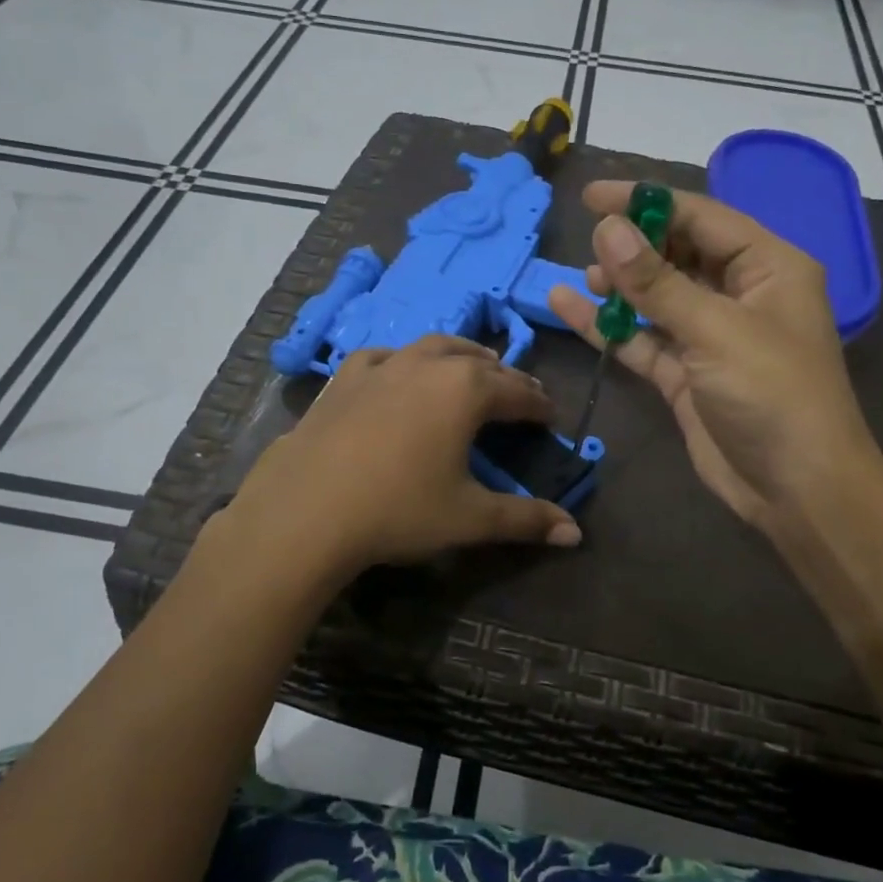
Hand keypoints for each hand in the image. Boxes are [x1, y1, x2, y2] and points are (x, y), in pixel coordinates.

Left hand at [224, 335, 582, 577]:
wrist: (306, 510)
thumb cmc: (399, 510)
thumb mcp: (470, 517)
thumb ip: (526, 519)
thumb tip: (575, 534)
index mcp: (466, 391)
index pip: (518, 392)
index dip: (539, 405)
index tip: (551, 416)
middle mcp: (428, 365)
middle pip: (480, 363)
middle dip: (506, 377)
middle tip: (520, 394)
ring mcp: (383, 366)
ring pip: (434, 347)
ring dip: (461, 357)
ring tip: (473, 368)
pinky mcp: (345, 378)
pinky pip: (386, 356)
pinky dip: (406, 360)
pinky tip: (402, 371)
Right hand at [547, 182, 882, 533]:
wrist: (796, 490)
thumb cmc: (772, 395)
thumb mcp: (715, 331)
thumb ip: (657, 281)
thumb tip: (608, 228)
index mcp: (768, 267)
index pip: (701, 217)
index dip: (647, 202)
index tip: (593, 196)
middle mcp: (740, 294)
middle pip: (678, 253)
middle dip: (634, 246)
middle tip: (589, 242)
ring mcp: (710, 336)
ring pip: (657, 297)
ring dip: (620, 286)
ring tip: (585, 275)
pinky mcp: (686, 373)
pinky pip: (643, 339)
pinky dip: (610, 328)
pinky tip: (569, 307)